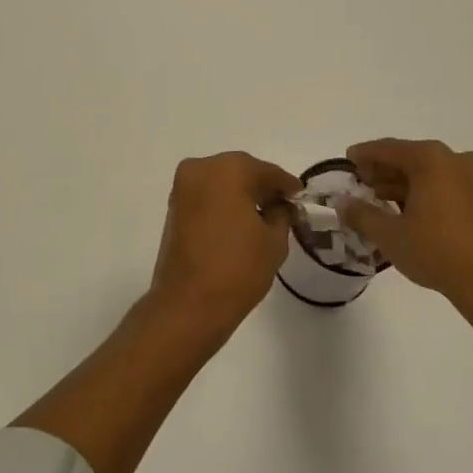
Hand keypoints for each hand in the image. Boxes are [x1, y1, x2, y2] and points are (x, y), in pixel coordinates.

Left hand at [147, 152, 299, 342]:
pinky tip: (239, 220)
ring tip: (262, 215)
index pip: (266, 171)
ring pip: (220, 181)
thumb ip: (281, 213)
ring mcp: (182, 187)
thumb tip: (280, 205)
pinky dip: (222, 202)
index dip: (286, 184)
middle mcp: (201, 169)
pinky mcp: (173, 207)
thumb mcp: (274, 240)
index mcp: (228, 169)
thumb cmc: (238, 268)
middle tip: (283, 204)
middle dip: (261, 185)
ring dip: (240, 192)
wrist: (189, 303)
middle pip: (240, 170)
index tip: (299, 195)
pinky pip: (205, 195)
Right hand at [342, 139, 472, 329]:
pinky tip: (408, 212)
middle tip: (361, 184)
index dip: (364, 155)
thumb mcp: (390, 235)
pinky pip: (446, 185)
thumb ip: (361, 214)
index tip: (347, 160)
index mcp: (431, 159)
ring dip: (404, 183)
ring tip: (380, 201)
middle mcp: (456, 160)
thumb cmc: (437, 252)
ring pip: (430, 172)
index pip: (388, 149)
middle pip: (410, 158)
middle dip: (384, 170)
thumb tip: (342, 203)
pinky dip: (425, 192)